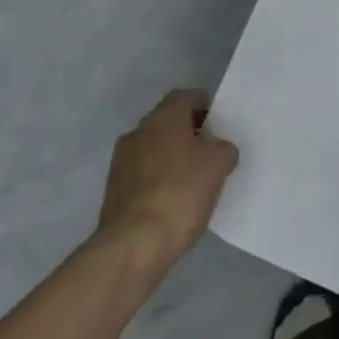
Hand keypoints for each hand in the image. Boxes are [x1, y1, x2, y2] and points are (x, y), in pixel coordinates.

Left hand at [98, 90, 239, 261]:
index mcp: (163, 118)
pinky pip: (144, 172)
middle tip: (212, 148)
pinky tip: (176, 197)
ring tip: (196, 176)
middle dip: (189, 131)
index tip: (219, 119)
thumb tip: (217, 148)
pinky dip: (160, 177)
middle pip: (167, 121)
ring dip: (173, 155)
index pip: (185, 96)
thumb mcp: (219, 165)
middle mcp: (138, 132)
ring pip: (154, 147)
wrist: (135, 242)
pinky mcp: (115, 188)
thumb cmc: (181, 193)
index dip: (204, 103)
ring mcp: (121, 161)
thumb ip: (223, 148)